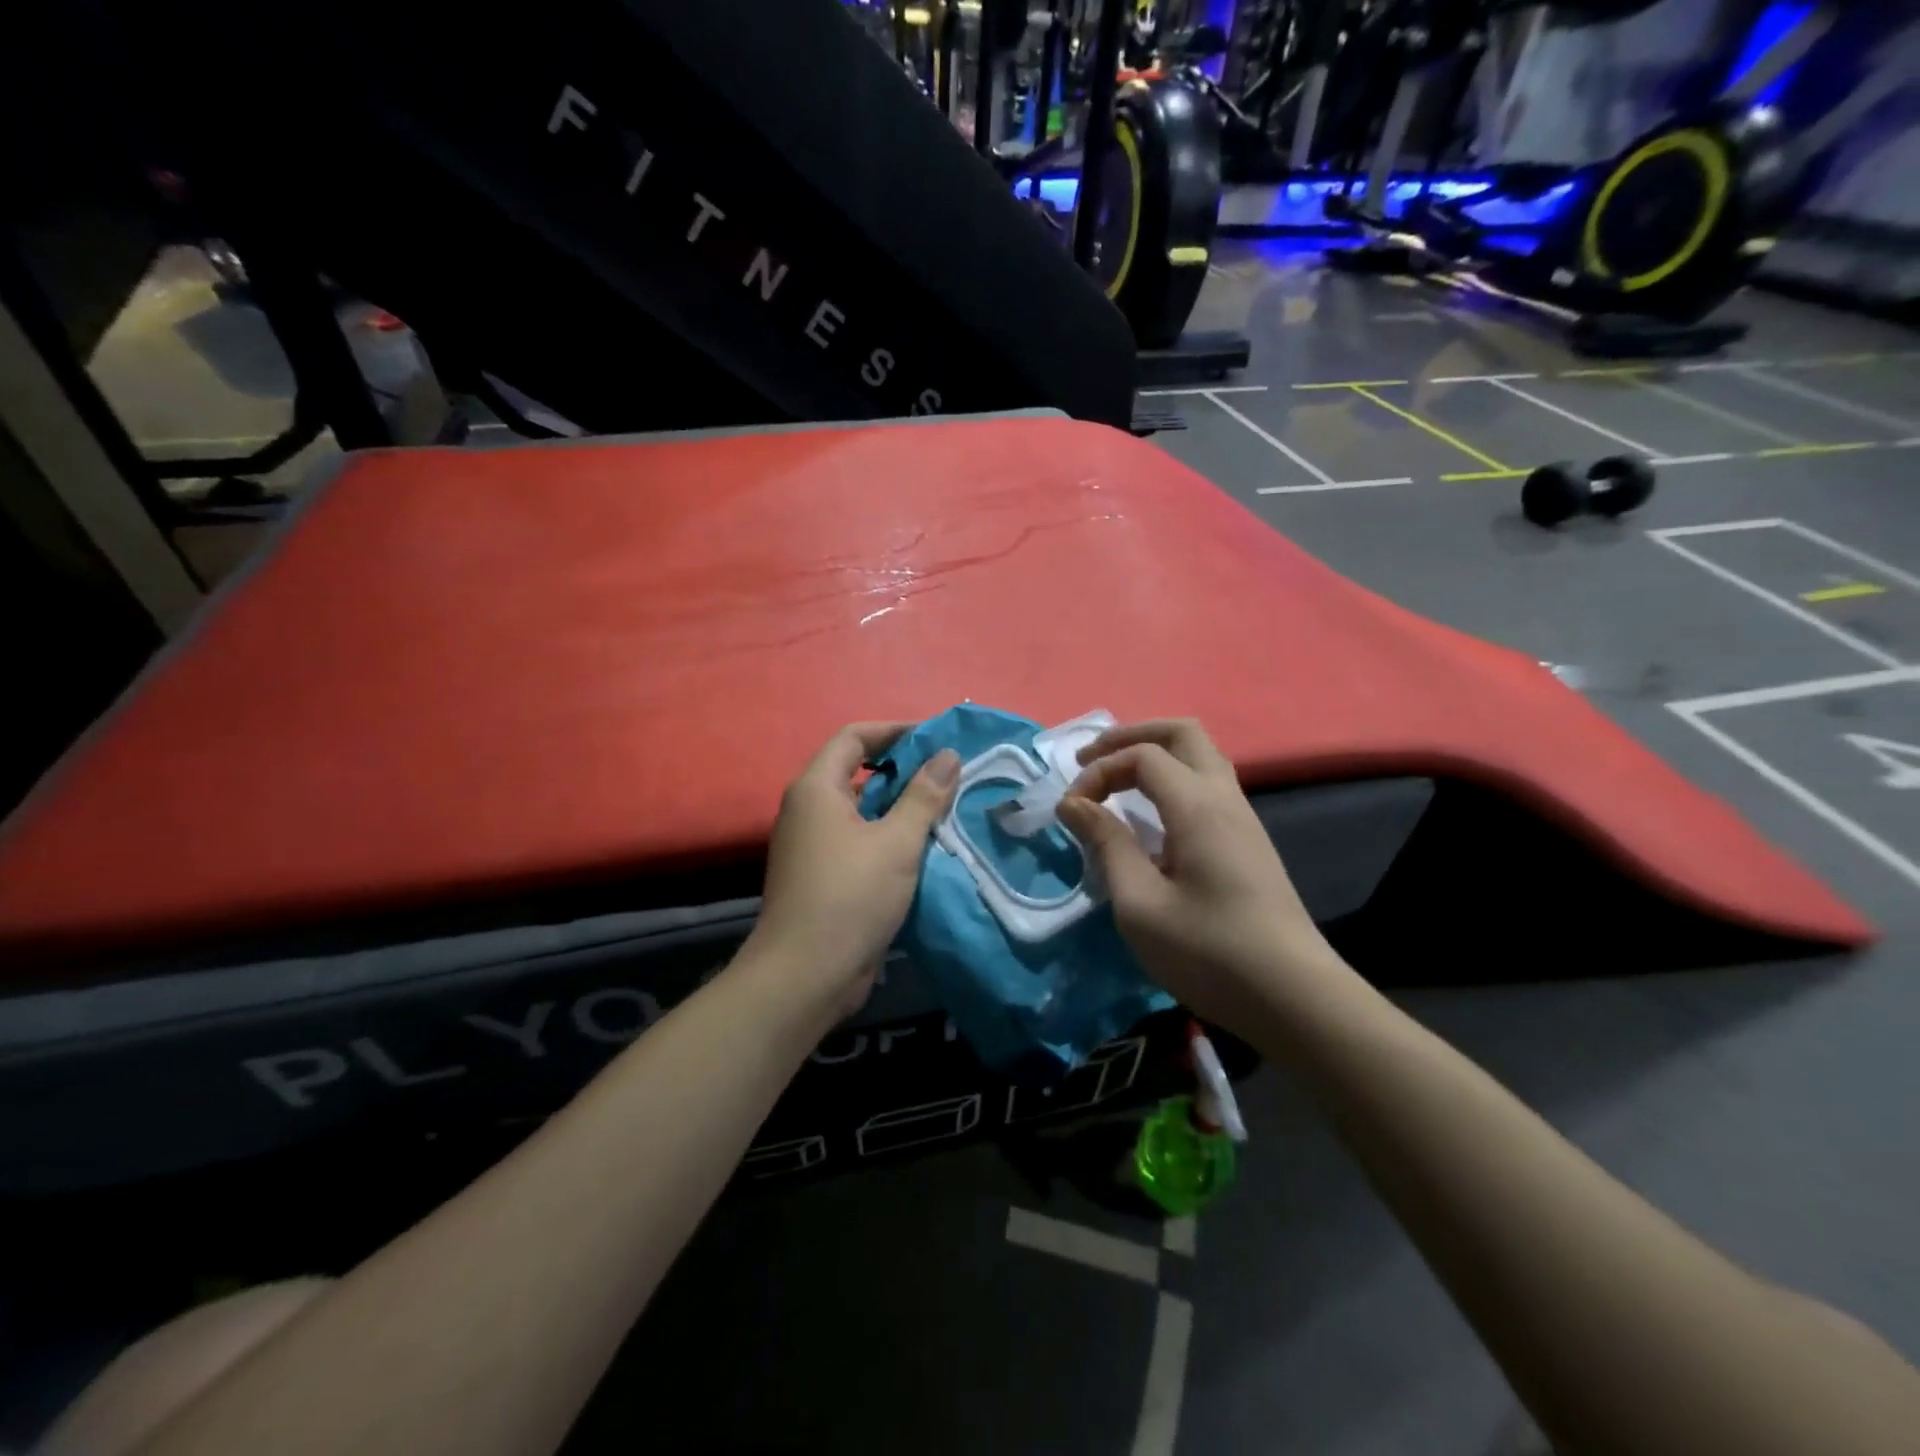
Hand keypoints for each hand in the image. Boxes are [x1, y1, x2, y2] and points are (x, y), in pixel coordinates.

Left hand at [746, 724, 959, 1019]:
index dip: (894, 731)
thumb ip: (924, 796)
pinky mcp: (823, 875)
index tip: (935, 738)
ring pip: (861, 810)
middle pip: (857, 772)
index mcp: (817, 789)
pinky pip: (859, 840)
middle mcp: (808, 810)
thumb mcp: (896, 843)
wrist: (806, 975)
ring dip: (900, 806)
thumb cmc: (850, 896)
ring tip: (946, 808)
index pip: (853, 738)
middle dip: (903, 769)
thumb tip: (947, 755)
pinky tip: (925, 848)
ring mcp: (812, 845)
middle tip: (949, 775)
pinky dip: (889, 836)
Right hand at [1056, 719, 1346, 1033]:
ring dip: (1153, 756)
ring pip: (1200, 756)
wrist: (1294, 998)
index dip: (1099, 770)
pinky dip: (1170, 780)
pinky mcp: (1248, 842)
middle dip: (1131, 736)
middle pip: (1182, 733)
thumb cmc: (1209, 952)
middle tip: (1091, 760)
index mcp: (1198, 806)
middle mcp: (1225, 798)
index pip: (1142, 756)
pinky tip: (1150, 816)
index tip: (1071, 811)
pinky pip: (1207, 785)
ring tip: (1115, 781)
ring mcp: (1243, 818)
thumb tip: (1074, 803)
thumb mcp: (1140, 904)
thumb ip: (1106, 844)